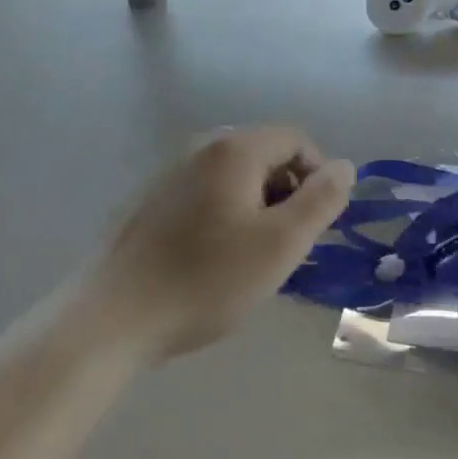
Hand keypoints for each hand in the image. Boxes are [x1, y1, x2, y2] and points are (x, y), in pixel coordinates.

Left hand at [90, 126, 352, 359]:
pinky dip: (225, 216)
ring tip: (252, 258)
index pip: (296, 139)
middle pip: (265, 154)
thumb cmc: (207, 279)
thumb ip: (321, 200)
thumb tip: (346, 166)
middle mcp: (201, 148)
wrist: (112, 319)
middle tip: (286, 245)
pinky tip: (213, 261)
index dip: (317, 176)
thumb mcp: (281, 244)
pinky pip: (206, 194)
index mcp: (234, 149)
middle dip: (286, 194)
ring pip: (235, 178)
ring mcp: (170, 173)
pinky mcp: (150, 201)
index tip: (314, 224)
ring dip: (257, 208)